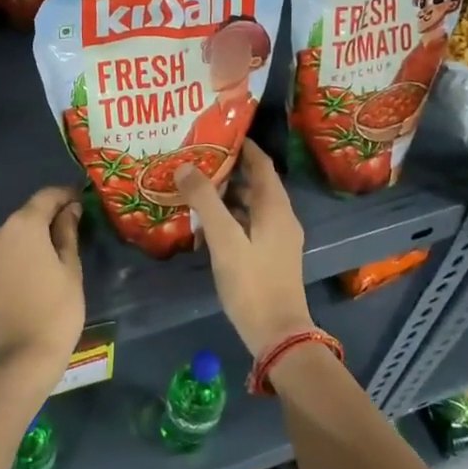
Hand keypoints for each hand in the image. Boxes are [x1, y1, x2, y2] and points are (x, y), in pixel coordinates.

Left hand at [0, 186, 84, 391]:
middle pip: (27, 216)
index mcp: (22, 225)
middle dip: (48, 219)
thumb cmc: (56, 310)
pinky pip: (2, 256)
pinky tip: (34, 273)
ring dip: (32, 240)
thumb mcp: (70, 269)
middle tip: (72, 231)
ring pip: (13, 237)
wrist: (20, 359)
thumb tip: (69, 209)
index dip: (65, 195)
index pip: (46, 197)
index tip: (81, 200)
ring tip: (54, 256)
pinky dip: (18, 257)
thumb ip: (67, 232)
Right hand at [175, 141, 314, 358]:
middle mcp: (282, 218)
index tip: (217, 135)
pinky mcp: (270, 257)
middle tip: (197, 161)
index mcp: (276, 207)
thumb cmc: (252, 282)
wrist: (277, 333)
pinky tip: (205, 227)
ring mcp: (278, 239)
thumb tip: (186, 166)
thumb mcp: (224, 239)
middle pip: (256, 184)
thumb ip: (205, 201)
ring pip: (251, 207)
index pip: (262, 164)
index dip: (243, 147)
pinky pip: (250, 226)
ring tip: (195, 190)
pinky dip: (230, 219)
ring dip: (227, 197)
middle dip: (229, 171)